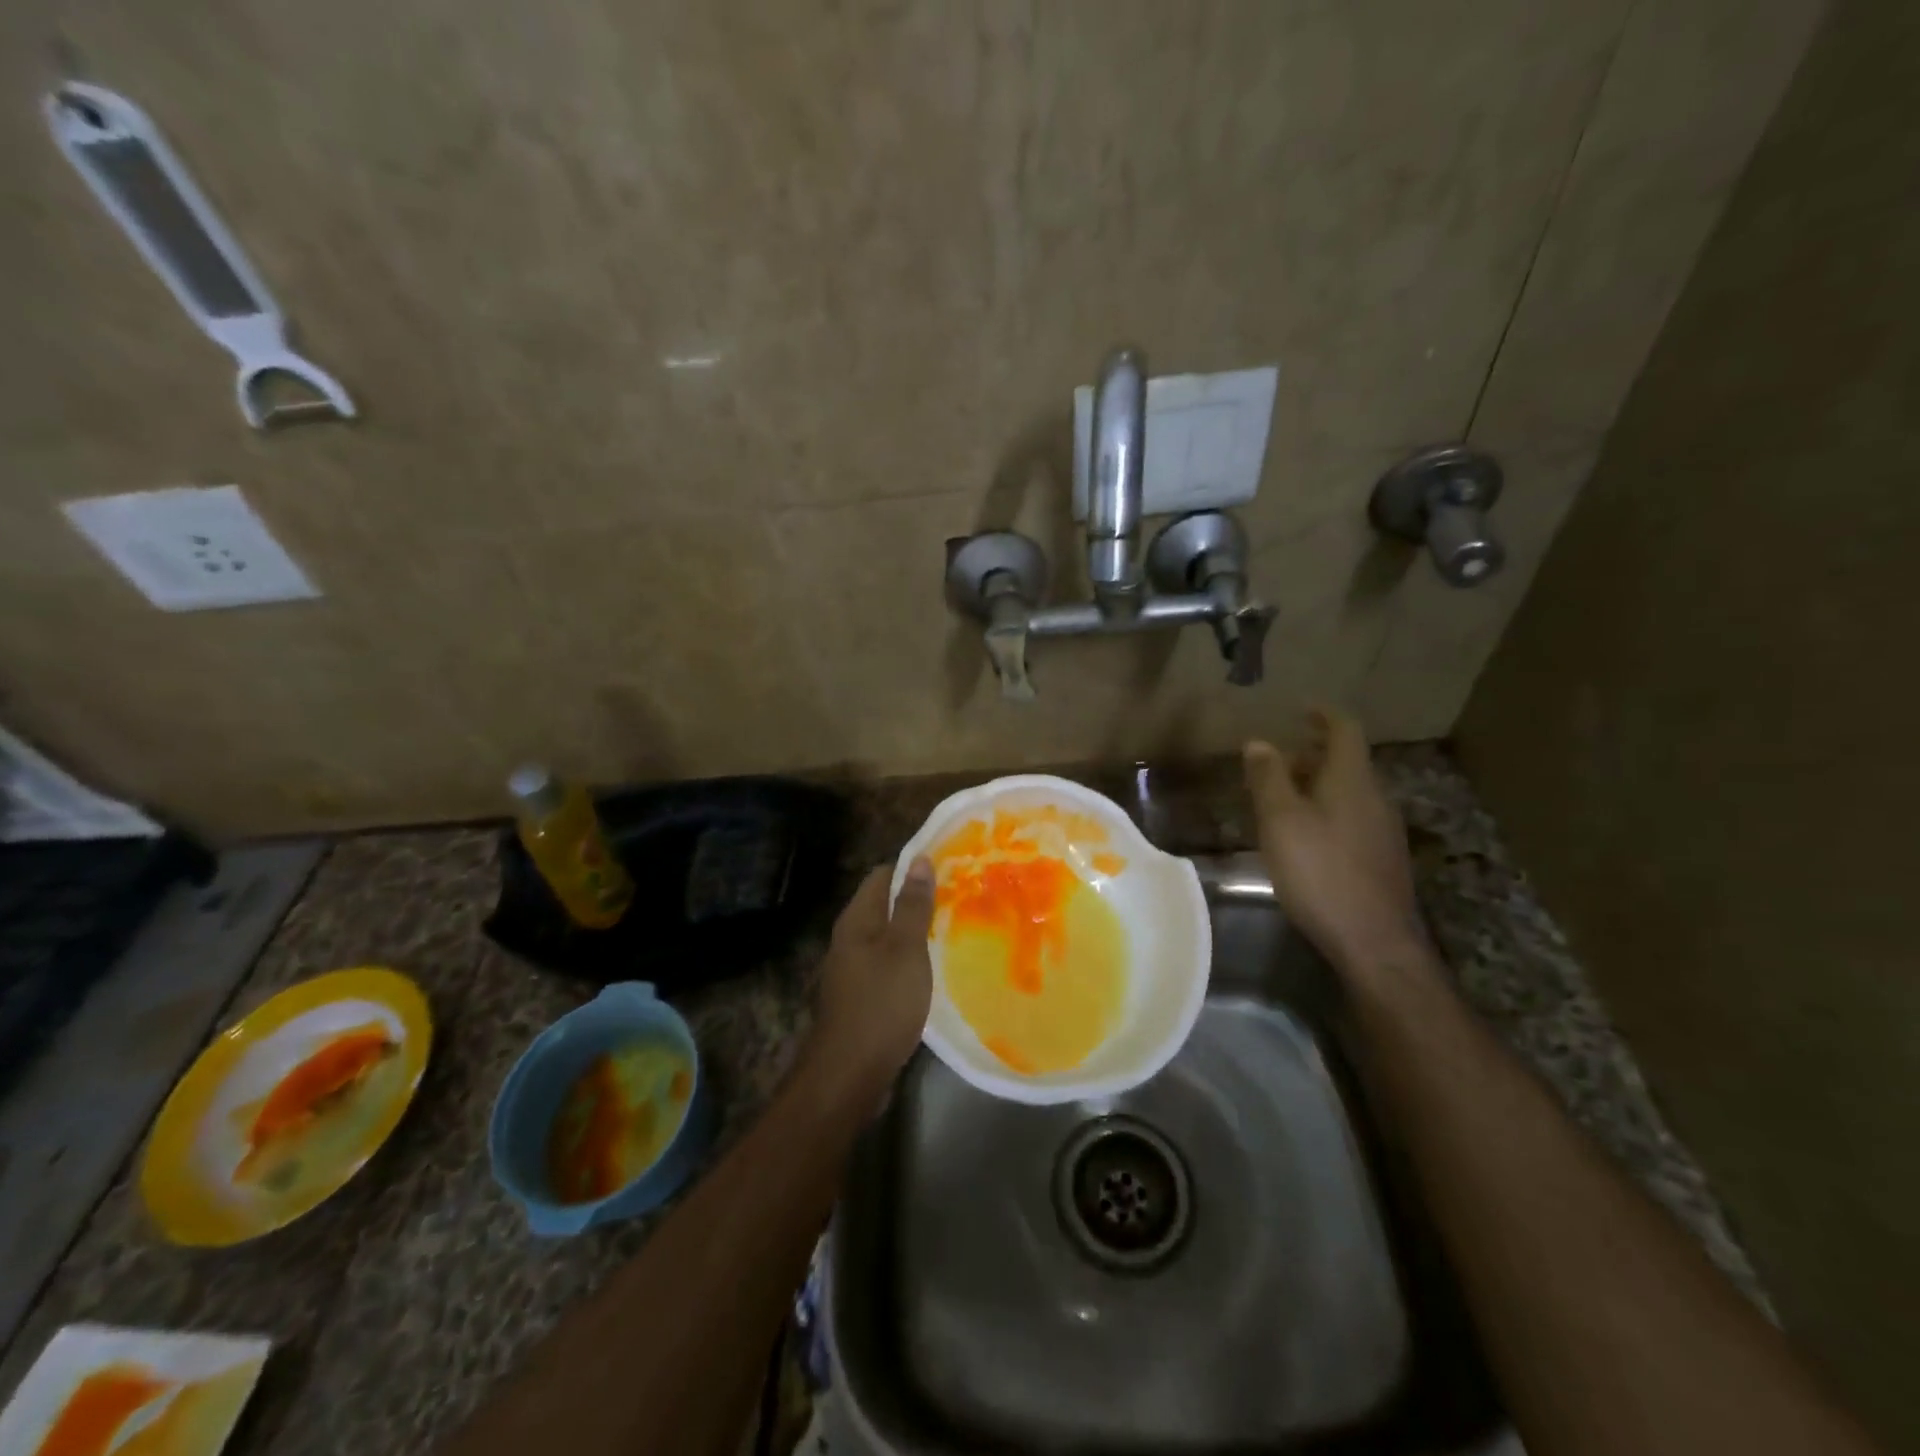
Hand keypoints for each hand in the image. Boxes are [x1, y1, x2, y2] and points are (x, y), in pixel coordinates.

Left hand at [810, 858, 935, 1092]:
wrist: (851, 1073)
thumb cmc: (881, 1003)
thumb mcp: (905, 949)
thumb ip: (912, 905)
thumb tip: (918, 860)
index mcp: (857, 920)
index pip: (883, 875)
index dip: (913, 867)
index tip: (949, 867)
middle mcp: (850, 938)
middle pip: (885, 904)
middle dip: (918, 899)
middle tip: (960, 896)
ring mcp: (854, 968)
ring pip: (889, 935)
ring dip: (916, 930)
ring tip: (955, 927)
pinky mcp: (862, 994)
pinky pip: (889, 962)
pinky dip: (911, 958)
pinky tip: (935, 966)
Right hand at [1245, 708, 1426, 974]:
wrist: (1373, 941)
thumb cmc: (1320, 872)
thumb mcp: (1281, 821)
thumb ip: (1269, 779)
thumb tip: (1259, 742)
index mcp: (1352, 781)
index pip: (1344, 730)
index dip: (1323, 715)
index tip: (1300, 709)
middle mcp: (1375, 798)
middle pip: (1348, 761)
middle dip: (1313, 753)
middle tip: (1279, 757)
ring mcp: (1384, 830)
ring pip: (1350, 791)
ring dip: (1319, 783)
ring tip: (1283, 795)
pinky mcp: (1382, 859)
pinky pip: (1353, 817)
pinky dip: (1327, 809)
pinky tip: (1305, 834)